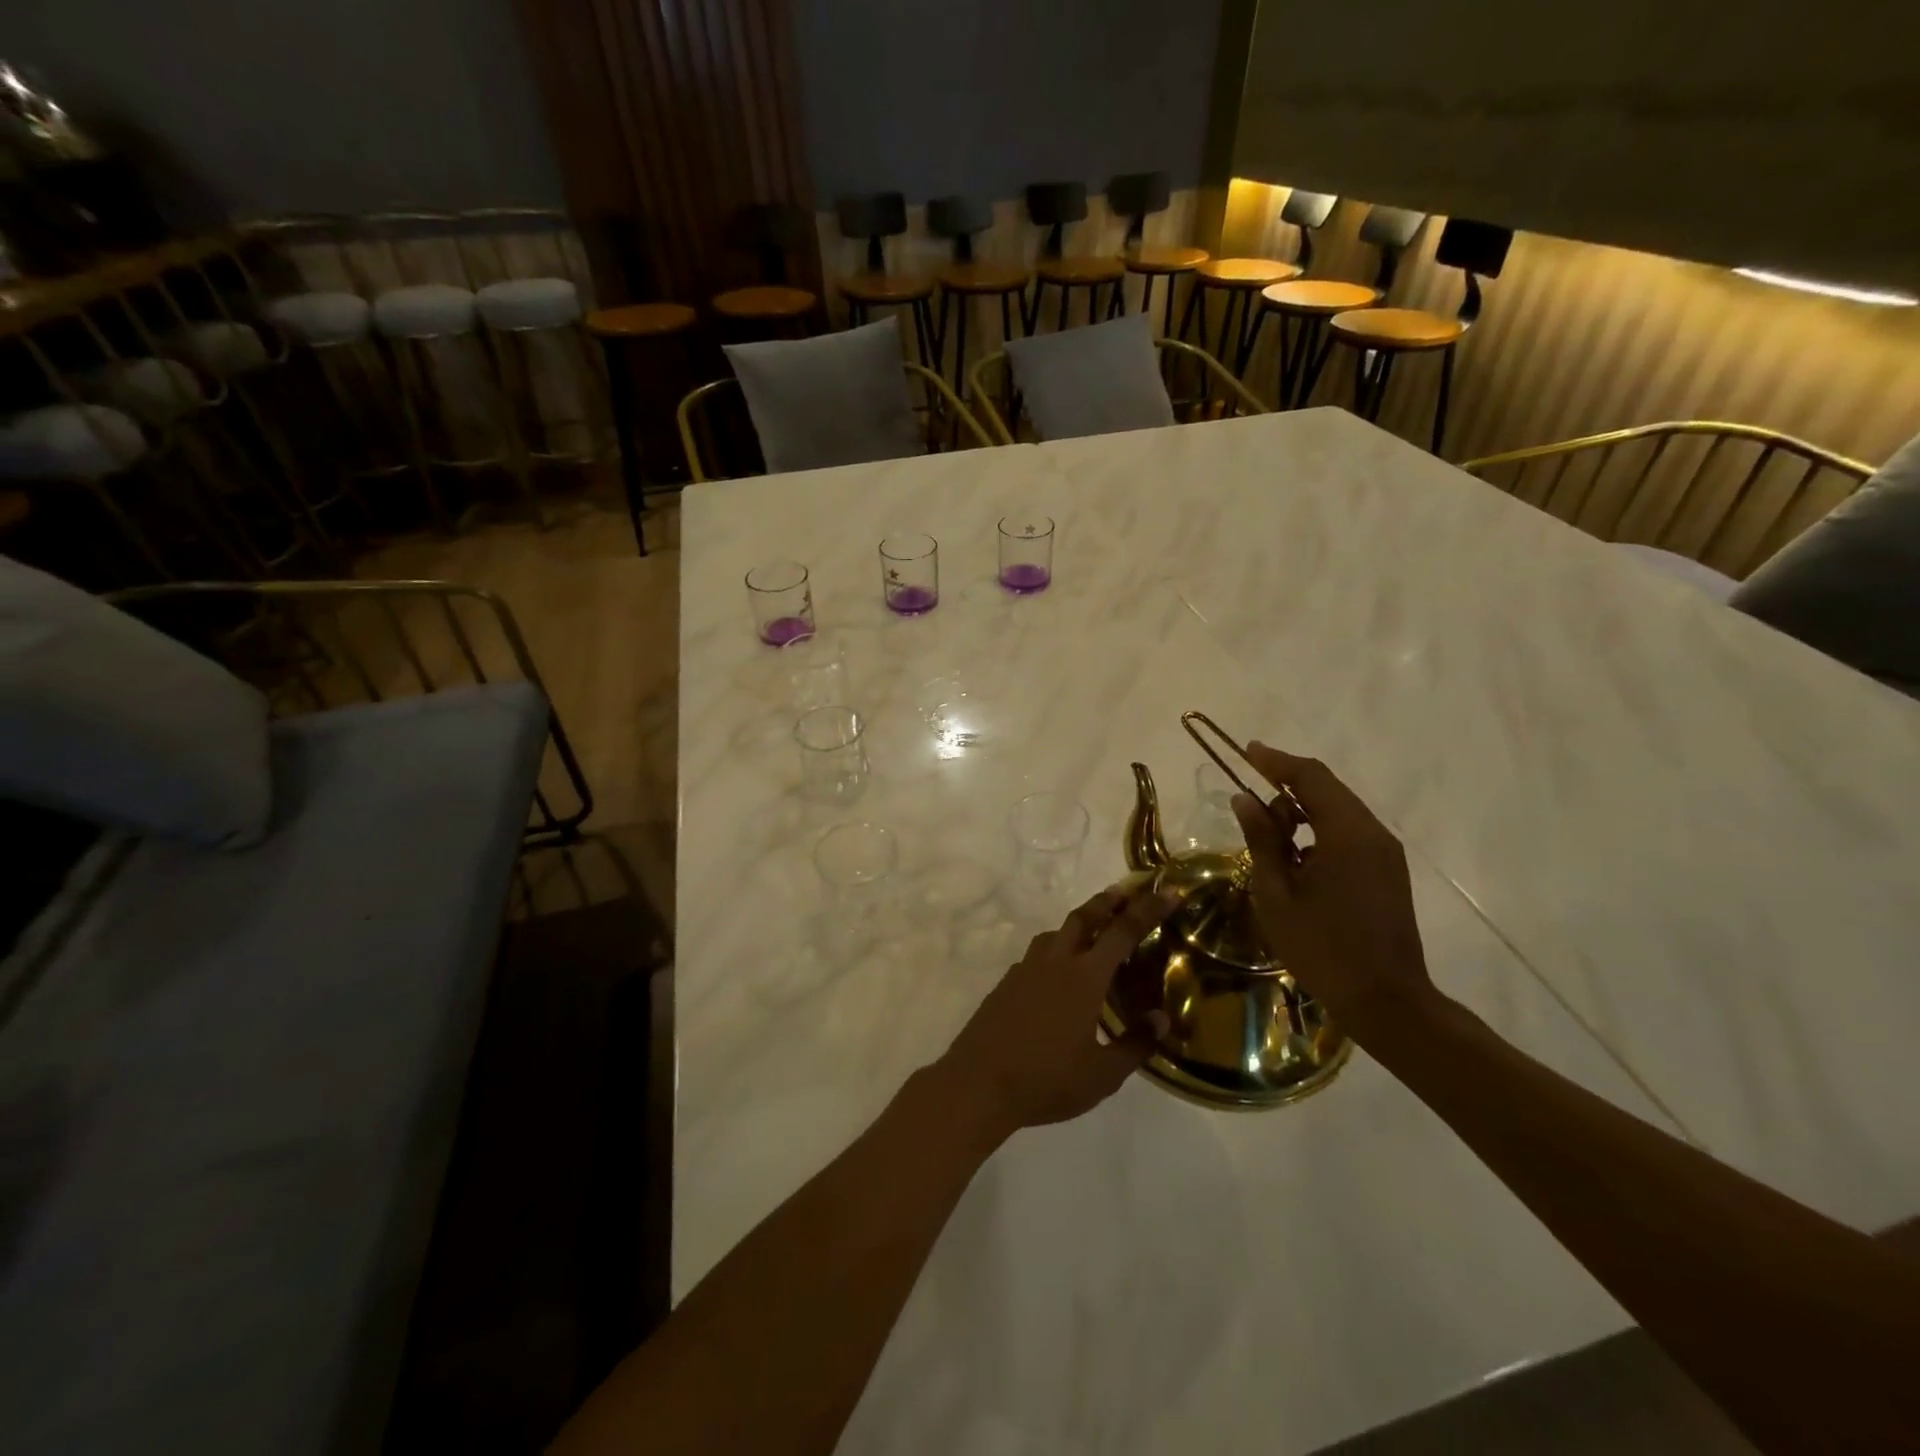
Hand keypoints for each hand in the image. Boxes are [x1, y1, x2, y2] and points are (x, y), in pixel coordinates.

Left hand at [939, 885, 1177, 1136]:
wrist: (979, 1082)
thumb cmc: (1048, 1079)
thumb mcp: (1103, 1074)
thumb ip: (1135, 1044)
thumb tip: (1161, 1019)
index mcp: (1084, 977)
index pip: (1123, 932)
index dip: (1148, 908)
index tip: (1168, 890)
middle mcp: (1055, 962)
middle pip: (1084, 918)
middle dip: (1107, 901)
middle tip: (1124, 891)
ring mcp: (1026, 970)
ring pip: (1055, 933)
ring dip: (1077, 923)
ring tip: (1091, 929)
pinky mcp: (1007, 983)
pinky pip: (1036, 954)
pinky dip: (1054, 950)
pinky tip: (1056, 972)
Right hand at [1230, 742, 1432, 1028]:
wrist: (1385, 999)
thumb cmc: (1321, 947)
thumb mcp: (1276, 893)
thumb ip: (1262, 840)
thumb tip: (1245, 799)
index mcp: (1347, 833)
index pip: (1311, 777)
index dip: (1276, 761)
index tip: (1247, 751)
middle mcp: (1373, 832)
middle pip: (1328, 789)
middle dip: (1288, 785)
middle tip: (1250, 798)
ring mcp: (1386, 852)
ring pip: (1340, 810)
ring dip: (1303, 809)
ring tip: (1268, 832)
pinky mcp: (1388, 870)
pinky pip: (1350, 832)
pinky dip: (1320, 829)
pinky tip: (1296, 854)